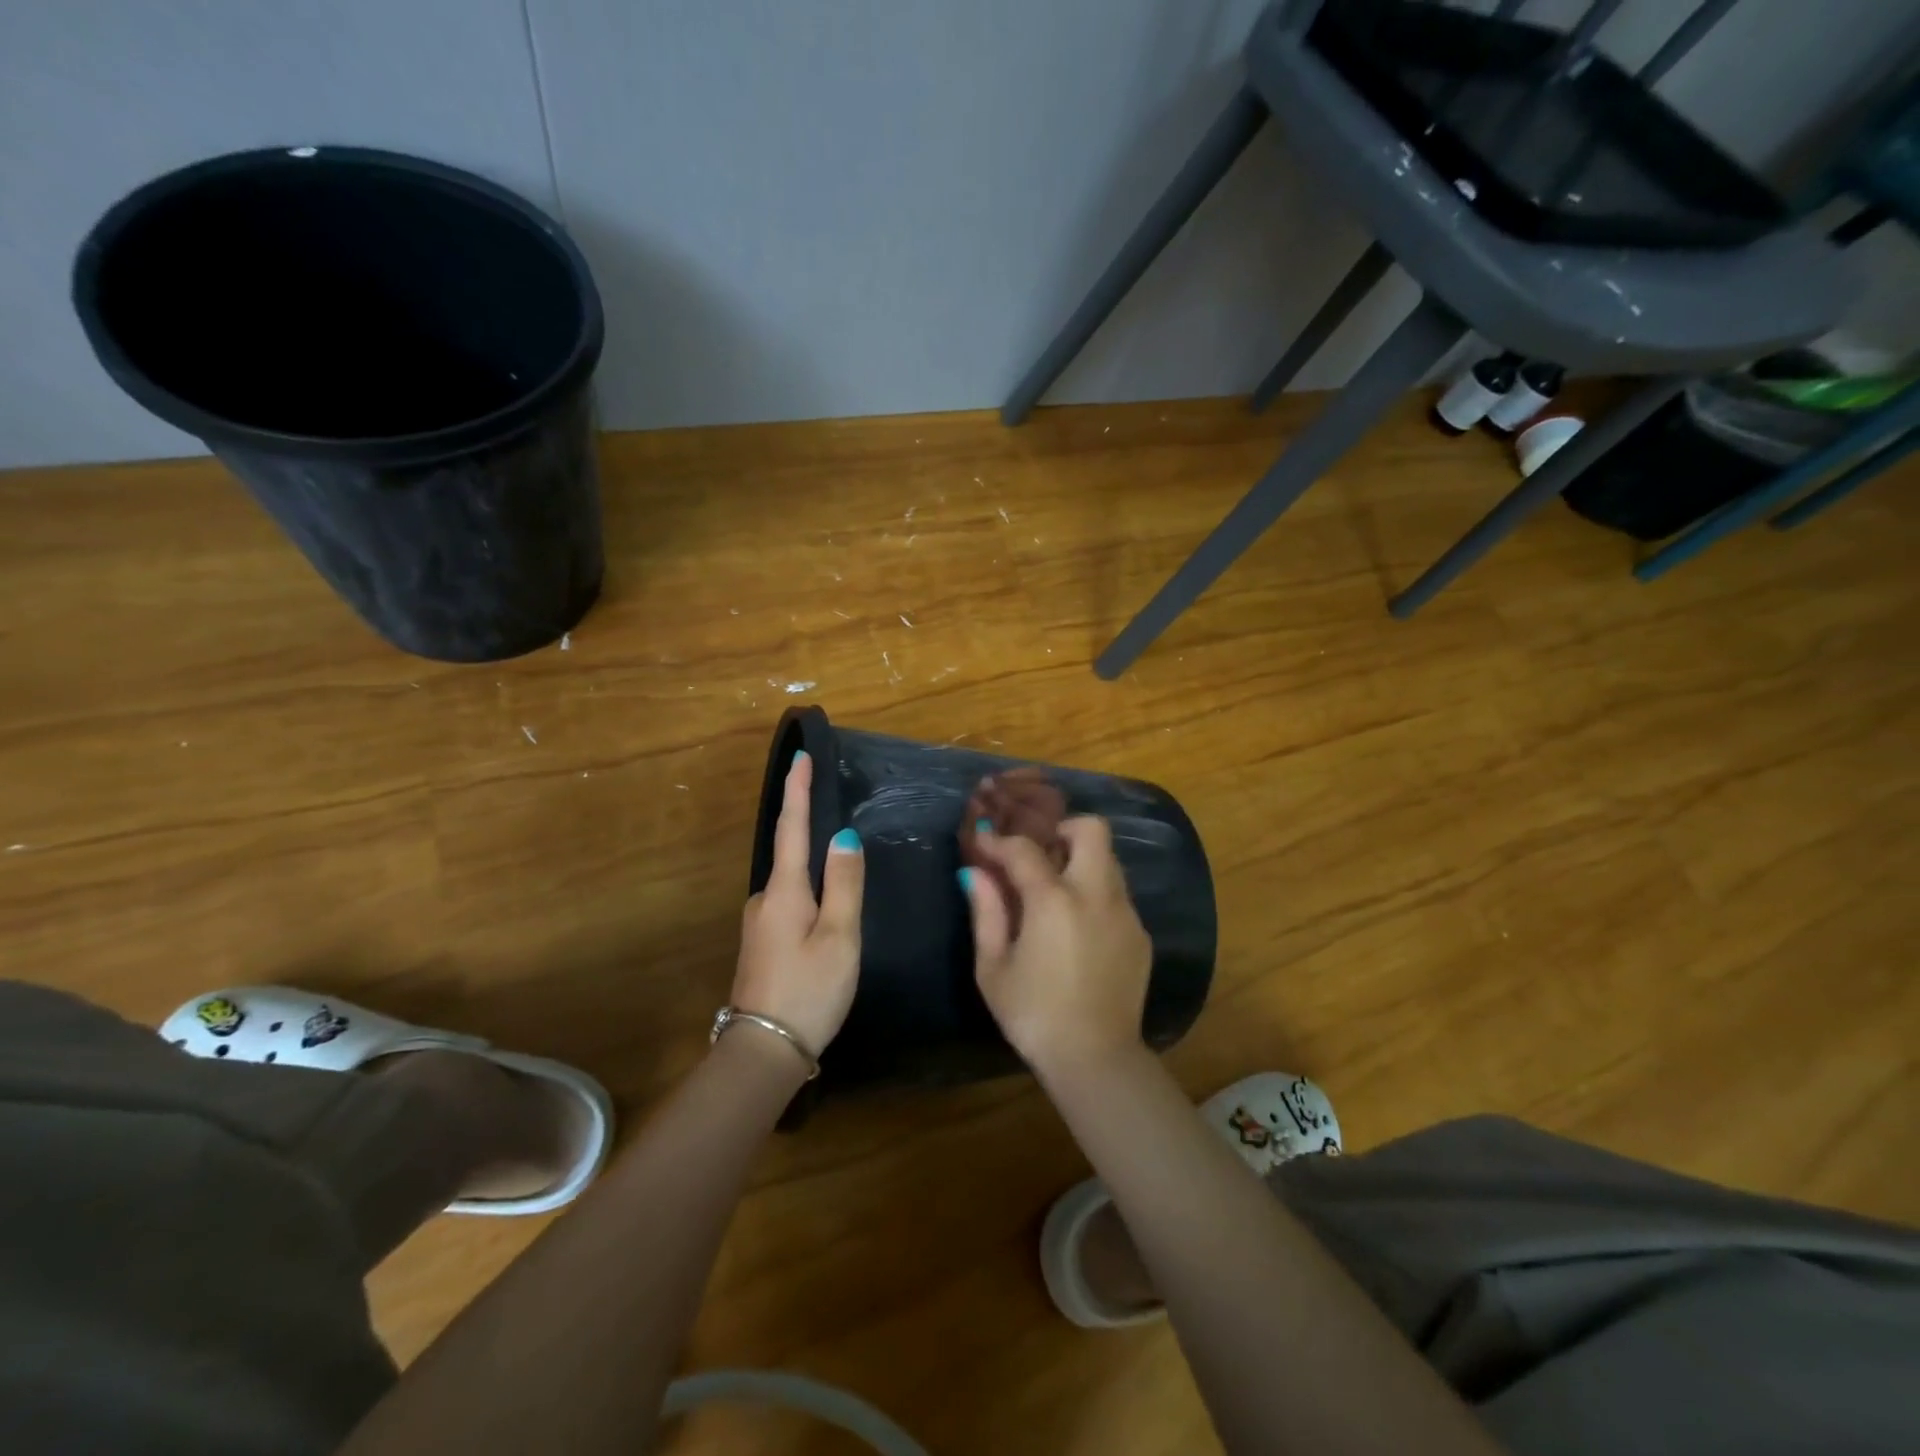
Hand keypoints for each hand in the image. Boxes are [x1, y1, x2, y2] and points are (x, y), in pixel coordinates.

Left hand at [732, 751, 863, 1060]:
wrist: (764, 1052)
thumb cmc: (809, 990)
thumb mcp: (839, 936)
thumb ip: (844, 884)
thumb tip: (842, 837)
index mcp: (783, 890)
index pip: (792, 826)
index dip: (797, 790)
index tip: (800, 755)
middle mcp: (764, 898)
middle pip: (791, 854)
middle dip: (809, 831)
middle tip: (839, 820)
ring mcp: (759, 923)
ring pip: (793, 885)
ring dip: (812, 872)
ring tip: (842, 875)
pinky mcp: (762, 945)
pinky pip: (789, 905)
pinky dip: (808, 896)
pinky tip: (826, 915)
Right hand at [961, 816, 1152, 1079]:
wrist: (1095, 1059)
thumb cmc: (1034, 1014)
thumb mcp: (994, 967)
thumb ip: (985, 912)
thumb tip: (975, 873)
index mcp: (1055, 901)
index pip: (1025, 849)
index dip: (1000, 842)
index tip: (984, 843)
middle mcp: (1097, 895)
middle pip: (1091, 830)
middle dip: (1062, 829)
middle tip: (1039, 852)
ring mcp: (1125, 913)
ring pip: (1109, 861)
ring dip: (1081, 861)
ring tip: (1055, 890)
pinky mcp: (1140, 935)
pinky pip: (1117, 896)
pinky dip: (1095, 894)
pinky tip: (1078, 928)